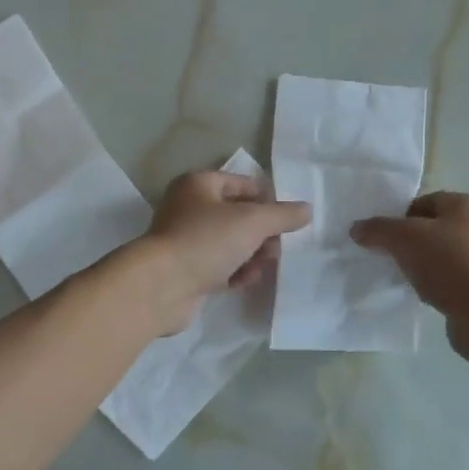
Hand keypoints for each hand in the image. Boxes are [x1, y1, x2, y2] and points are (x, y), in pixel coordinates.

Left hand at [137, 170, 310, 333]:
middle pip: (237, 215)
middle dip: (262, 233)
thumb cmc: (206, 240)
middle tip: (277, 248)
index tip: (288, 220)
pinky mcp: (186, 270)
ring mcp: (186, 241)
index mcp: (198, 185)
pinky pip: (219, 266)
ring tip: (263, 266)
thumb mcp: (252, 222)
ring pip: (230, 243)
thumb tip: (306, 210)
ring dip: (251, 254)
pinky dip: (234, 272)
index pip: (242, 184)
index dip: (267, 199)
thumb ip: (282, 215)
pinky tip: (244, 281)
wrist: (161, 286)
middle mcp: (188, 208)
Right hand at [351, 192, 468, 362]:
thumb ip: (377, 229)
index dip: (397, 216)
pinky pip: (445, 281)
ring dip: (416, 267)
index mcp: (465, 205)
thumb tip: (356, 229)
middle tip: (383, 256)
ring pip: (436, 257)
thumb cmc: (449, 264)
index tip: (379, 236)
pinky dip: (430, 287)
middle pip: (429, 229)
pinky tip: (417, 297)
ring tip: (397, 278)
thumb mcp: (404, 238)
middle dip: (404, 243)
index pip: (422, 201)